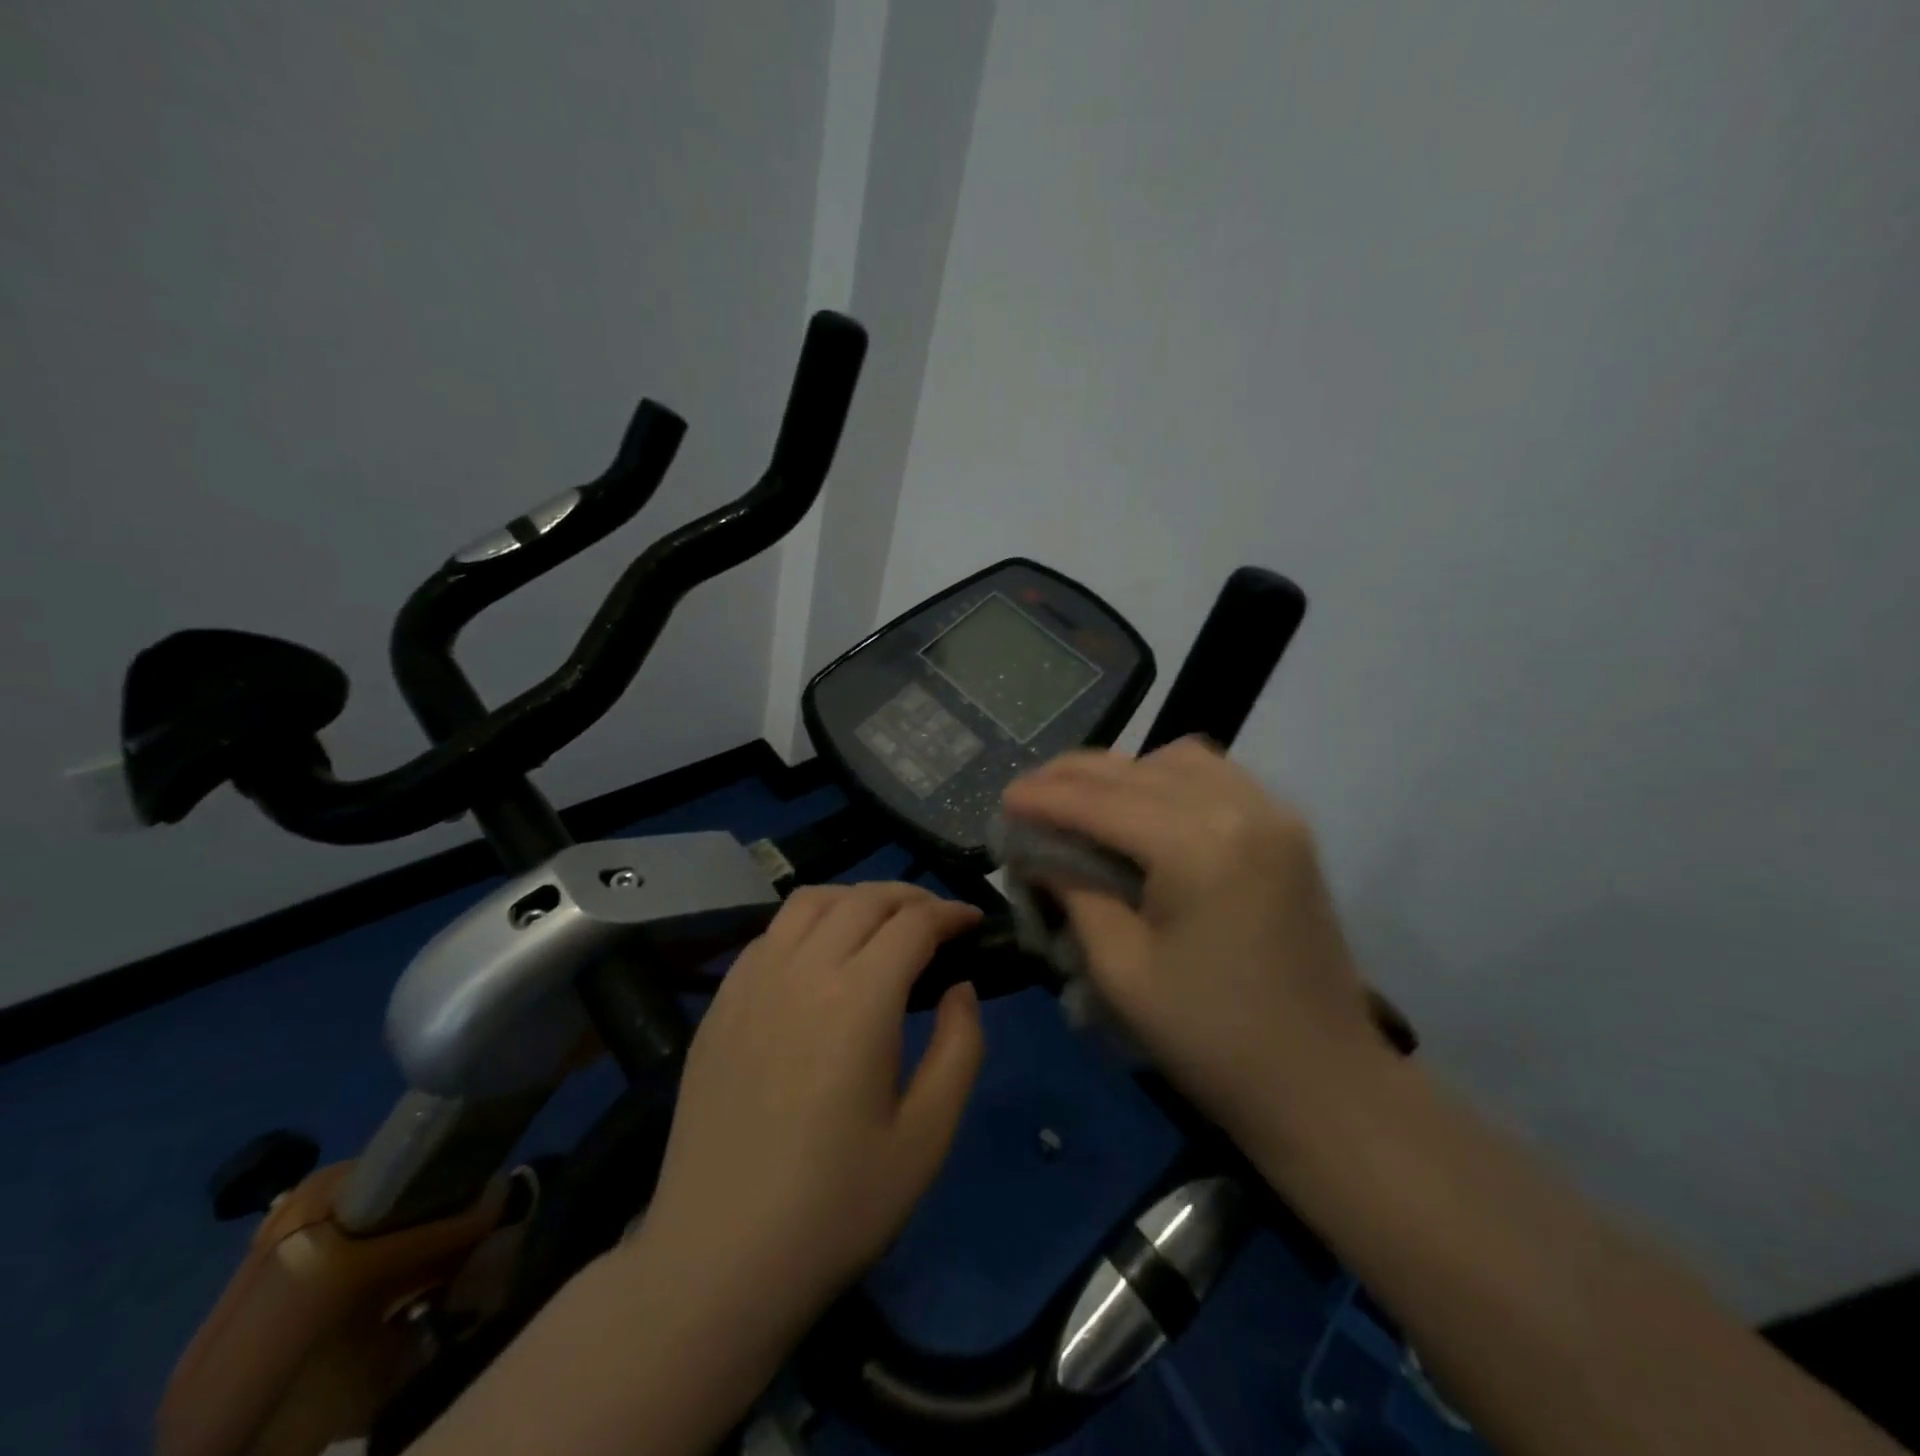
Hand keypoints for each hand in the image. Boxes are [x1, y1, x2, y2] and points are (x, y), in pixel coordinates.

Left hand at [637, 882, 984, 1331]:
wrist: (717, 1262)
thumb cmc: (836, 1208)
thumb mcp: (927, 1138)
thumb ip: (960, 1048)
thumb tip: (961, 987)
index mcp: (858, 999)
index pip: (913, 923)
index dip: (951, 912)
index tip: (974, 921)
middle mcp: (802, 970)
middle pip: (864, 899)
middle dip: (911, 897)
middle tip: (938, 920)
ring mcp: (751, 982)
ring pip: (811, 901)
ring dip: (856, 898)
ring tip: (882, 924)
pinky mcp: (720, 1003)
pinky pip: (770, 933)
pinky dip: (809, 922)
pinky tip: (820, 955)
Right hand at [1001, 737, 1383, 1143]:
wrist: (1322, 1082)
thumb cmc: (1211, 1038)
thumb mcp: (1120, 969)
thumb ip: (1074, 892)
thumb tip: (1038, 853)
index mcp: (1197, 844)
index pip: (1100, 801)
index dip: (1044, 798)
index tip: (1002, 799)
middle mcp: (1240, 806)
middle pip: (1136, 769)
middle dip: (1073, 776)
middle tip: (1027, 794)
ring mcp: (1272, 812)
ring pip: (1178, 759)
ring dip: (1122, 772)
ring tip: (1081, 800)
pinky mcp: (1287, 829)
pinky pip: (1215, 777)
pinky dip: (1166, 779)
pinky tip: (1141, 808)